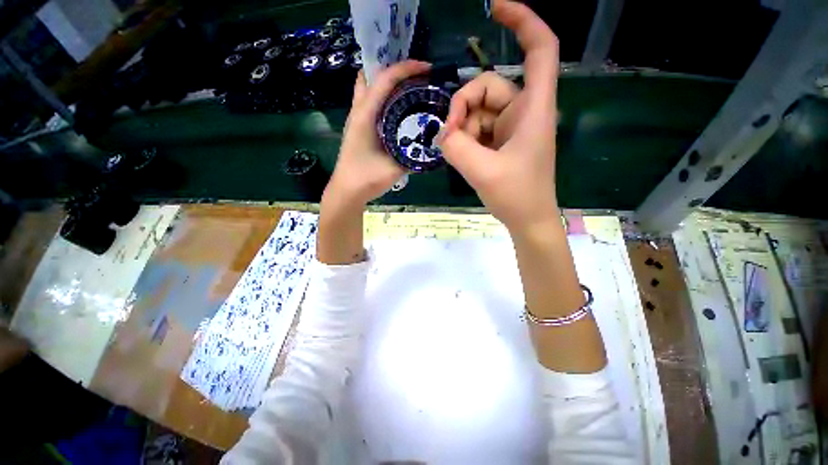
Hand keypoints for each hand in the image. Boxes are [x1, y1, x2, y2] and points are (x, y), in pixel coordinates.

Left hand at [324, 60, 430, 207]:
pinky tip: (399, 111)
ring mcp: (357, 118)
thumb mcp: (394, 167)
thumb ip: (413, 156)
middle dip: (398, 72)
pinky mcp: (358, 127)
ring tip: (411, 91)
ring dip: (389, 84)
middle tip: (420, 79)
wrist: (347, 191)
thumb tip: (433, 146)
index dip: (407, 68)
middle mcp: (359, 110)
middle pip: (375, 77)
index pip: (386, 79)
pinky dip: (385, 99)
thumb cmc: (368, 178)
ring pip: (370, 88)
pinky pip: (371, 104)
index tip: (428, 69)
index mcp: (366, 115)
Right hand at [439, 0, 558, 232]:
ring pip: (479, 111)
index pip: (539, 49)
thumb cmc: (517, 196)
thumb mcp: (483, 172)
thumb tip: (442, 133)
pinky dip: (465, 139)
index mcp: (533, 109)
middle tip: (448, 135)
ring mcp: (511, 127)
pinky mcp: (501, 142)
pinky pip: (477, 129)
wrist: (527, 219)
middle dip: (463, 107)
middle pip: (489, 86)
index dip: (522, 21)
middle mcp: (524, 111)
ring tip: (455, 152)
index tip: (495, 10)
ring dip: (462, 129)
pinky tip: (461, 157)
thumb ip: (457, 148)